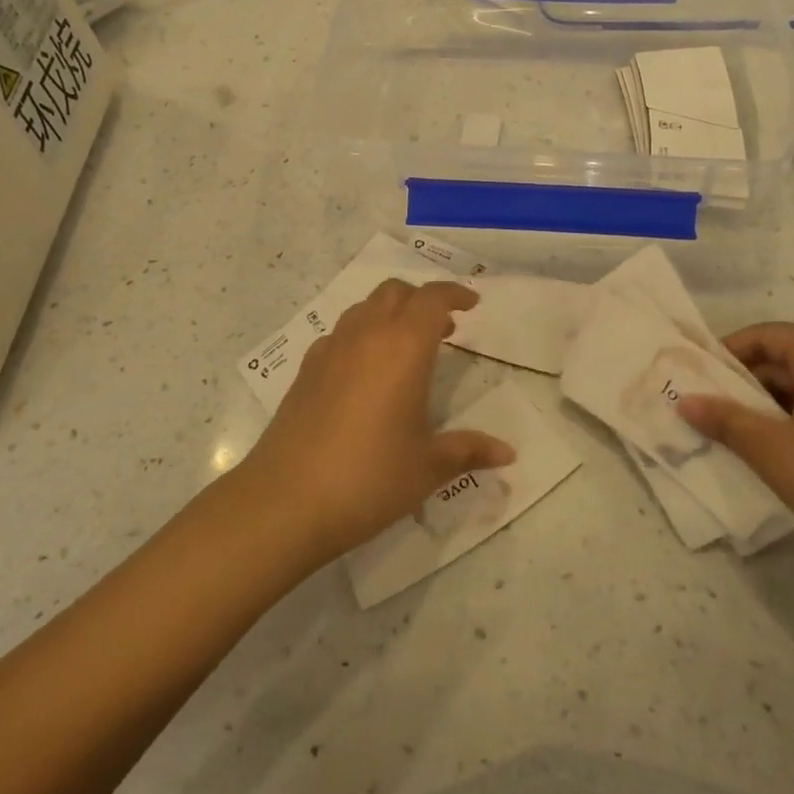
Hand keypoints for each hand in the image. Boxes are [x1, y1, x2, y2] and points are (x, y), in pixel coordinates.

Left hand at [240, 279, 514, 561]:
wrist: (285, 501)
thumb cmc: (368, 478)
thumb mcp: (427, 467)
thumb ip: (469, 451)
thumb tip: (508, 453)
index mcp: (403, 347)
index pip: (432, 298)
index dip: (455, 293)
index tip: (472, 305)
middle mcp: (366, 335)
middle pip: (396, 292)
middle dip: (421, 300)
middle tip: (443, 328)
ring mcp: (330, 350)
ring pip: (364, 308)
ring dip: (390, 314)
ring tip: (406, 348)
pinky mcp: (305, 370)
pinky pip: (340, 334)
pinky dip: (361, 336)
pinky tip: (365, 374)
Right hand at [677, 323, 793, 576]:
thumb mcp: (771, 449)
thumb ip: (724, 419)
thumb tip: (683, 400)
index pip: (764, 334)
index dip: (726, 353)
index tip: (698, 379)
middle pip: (786, 355)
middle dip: (746, 381)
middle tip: (712, 409)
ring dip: (771, 401)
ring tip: (741, 432)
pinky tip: (783, 448)